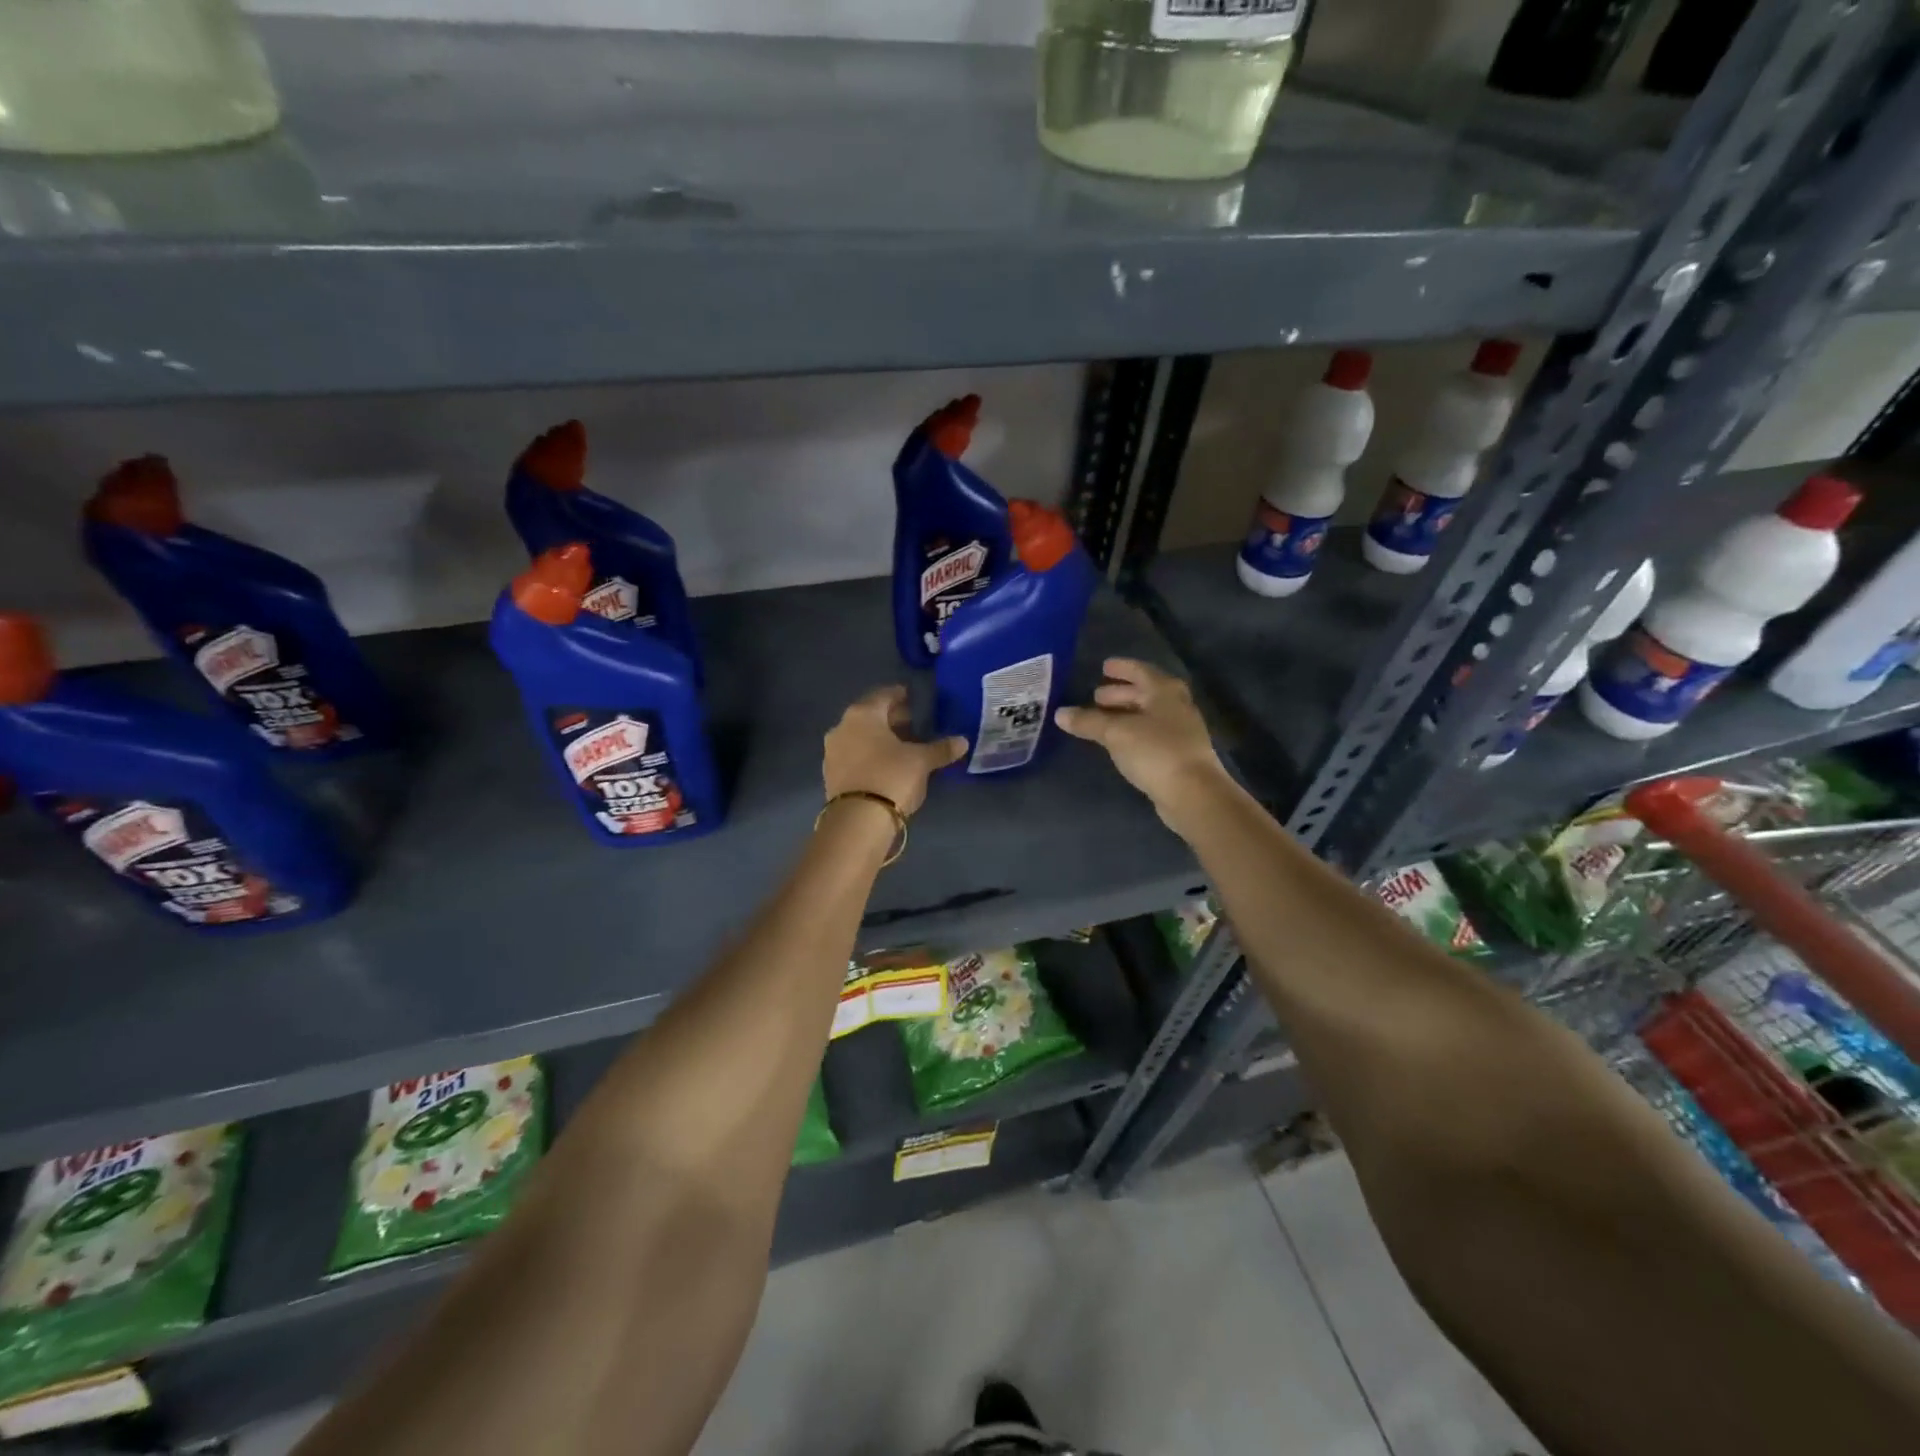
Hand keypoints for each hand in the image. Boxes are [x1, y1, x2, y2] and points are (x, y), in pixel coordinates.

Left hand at [823, 686, 966, 816]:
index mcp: (862, 714)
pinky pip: (854, 756)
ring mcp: (832, 752)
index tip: (912, 698)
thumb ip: (941, 749)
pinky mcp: (830, 775)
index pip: (884, 695)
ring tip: (901, 747)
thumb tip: (962, 742)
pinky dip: (869, 755)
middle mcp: (842, 727)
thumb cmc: (891, 777)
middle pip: (870, 716)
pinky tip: (885, 765)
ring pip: (860, 737)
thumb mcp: (921, 761)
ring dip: (879, 738)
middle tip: (911, 723)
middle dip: (890, 719)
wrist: (858, 821)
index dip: (900, 695)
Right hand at [1055, 659, 1229, 831]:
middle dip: (1121, 693)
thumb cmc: (1155, 751)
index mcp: (1164, 691)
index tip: (1104, 667)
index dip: (1122, 668)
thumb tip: (1060, 713)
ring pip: (1149, 715)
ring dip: (1126, 714)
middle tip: (1096, 696)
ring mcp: (1181, 731)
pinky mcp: (1179, 755)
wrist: (1192, 793)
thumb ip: (1088, 721)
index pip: (1140, 671)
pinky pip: (1151, 735)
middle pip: (1146, 693)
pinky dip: (1133, 732)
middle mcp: (1176, 706)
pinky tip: (1119, 742)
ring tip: (1102, 719)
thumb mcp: (1115, 733)